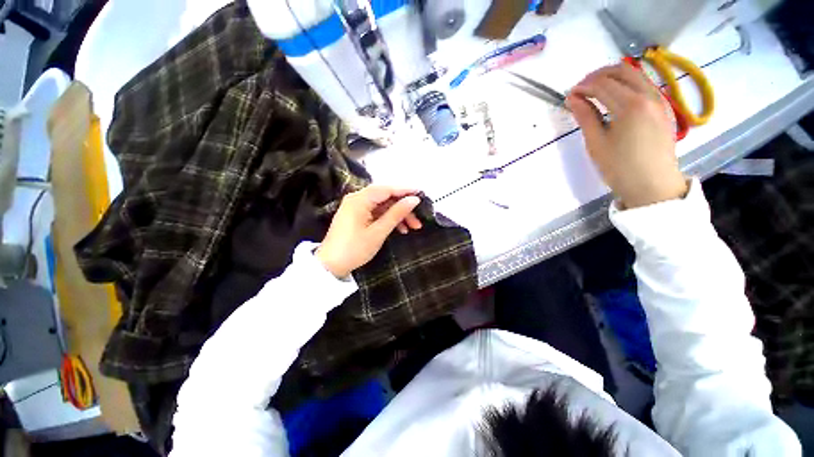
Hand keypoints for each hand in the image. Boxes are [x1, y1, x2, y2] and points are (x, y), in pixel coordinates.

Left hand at [316, 186, 422, 277]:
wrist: (331, 266)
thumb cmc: (354, 249)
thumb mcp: (378, 232)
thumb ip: (396, 214)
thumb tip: (414, 200)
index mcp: (359, 199)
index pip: (386, 189)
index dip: (405, 190)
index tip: (422, 194)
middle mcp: (357, 199)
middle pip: (385, 197)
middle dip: (403, 207)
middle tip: (418, 219)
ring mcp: (356, 207)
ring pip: (383, 206)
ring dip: (398, 215)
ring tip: (413, 227)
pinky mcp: (357, 216)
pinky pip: (376, 213)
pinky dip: (388, 219)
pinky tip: (400, 229)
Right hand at [567, 63, 688, 208]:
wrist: (653, 185)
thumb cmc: (620, 168)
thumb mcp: (596, 143)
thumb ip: (586, 117)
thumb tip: (573, 98)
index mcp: (631, 106)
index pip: (602, 84)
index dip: (583, 86)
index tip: (569, 95)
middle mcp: (648, 95)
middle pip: (621, 71)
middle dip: (597, 76)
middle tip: (581, 89)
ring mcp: (659, 100)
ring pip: (634, 75)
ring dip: (612, 78)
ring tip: (595, 92)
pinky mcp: (663, 107)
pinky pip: (643, 85)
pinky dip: (626, 85)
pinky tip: (615, 98)